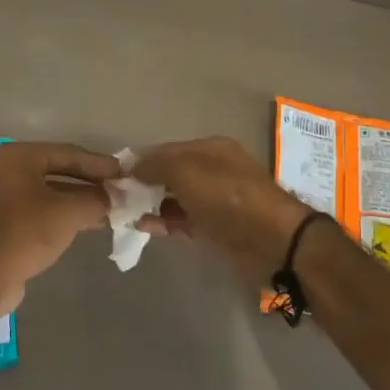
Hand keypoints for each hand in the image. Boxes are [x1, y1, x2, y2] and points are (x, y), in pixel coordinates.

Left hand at [0, 142, 119, 314]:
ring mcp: (6, 196)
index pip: (68, 153)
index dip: (99, 163)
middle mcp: (9, 169)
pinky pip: (43, 209)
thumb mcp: (69, 212)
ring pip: (53, 192)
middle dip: (91, 182)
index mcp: (19, 156)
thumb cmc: (27, 232)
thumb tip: (116, 197)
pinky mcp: (7, 220)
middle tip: (120, 190)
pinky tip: (92, 222)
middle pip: (60, 170)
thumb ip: (97, 199)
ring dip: (82, 200)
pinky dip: (66, 213)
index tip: (124, 172)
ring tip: (113, 208)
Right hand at [133, 137, 312, 283]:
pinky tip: (144, 227)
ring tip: (125, 214)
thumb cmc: (228, 198)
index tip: (115, 175)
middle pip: (170, 173)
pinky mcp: (216, 227)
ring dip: (152, 204)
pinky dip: (165, 221)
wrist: (273, 241)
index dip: (141, 160)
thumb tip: (131, 166)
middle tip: (116, 198)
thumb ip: (156, 166)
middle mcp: (213, 170)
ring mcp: (215, 200)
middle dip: (144, 183)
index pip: (167, 150)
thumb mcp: (187, 172)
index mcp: (210, 149)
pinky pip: (184, 219)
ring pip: (175, 198)